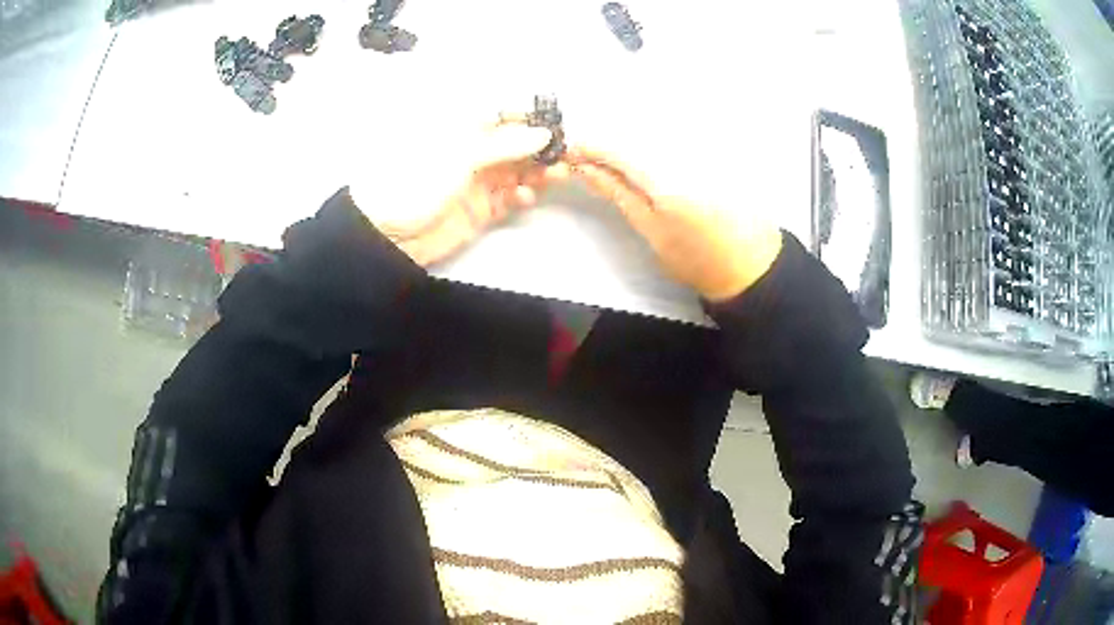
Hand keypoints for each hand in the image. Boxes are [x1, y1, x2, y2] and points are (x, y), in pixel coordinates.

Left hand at [350, 121, 560, 266]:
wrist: (390, 234)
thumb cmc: (417, 180)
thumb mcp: (461, 153)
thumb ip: (505, 143)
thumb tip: (543, 133)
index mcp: (462, 128)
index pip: (503, 114)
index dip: (530, 117)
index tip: (557, 124)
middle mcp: (473, 150)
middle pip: (516, 143)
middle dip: (541, 147)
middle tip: (566, 154)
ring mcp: (478, 180)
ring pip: (518, 170)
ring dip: (537, 172)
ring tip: (556, 175)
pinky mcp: (481, 209)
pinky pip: (509, 198)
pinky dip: (521, 196)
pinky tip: (525, 197)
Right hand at [564, 146, 782, 301]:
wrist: (750, 263)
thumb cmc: (696, 257)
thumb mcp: (651, 229)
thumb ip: (617, 192)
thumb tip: (585, 168)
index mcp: (664, 176)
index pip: (617, 148)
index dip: (590, 147)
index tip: (570, 154)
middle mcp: (681, 151)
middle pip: (633, 134)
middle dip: (607, 144)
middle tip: (588, 162)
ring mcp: (699, 148)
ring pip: (651, 134)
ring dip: (627, 145)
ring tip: (612, 164)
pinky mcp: (711, 150)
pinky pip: (670, 139)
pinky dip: (649, 145)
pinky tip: (643, 161)